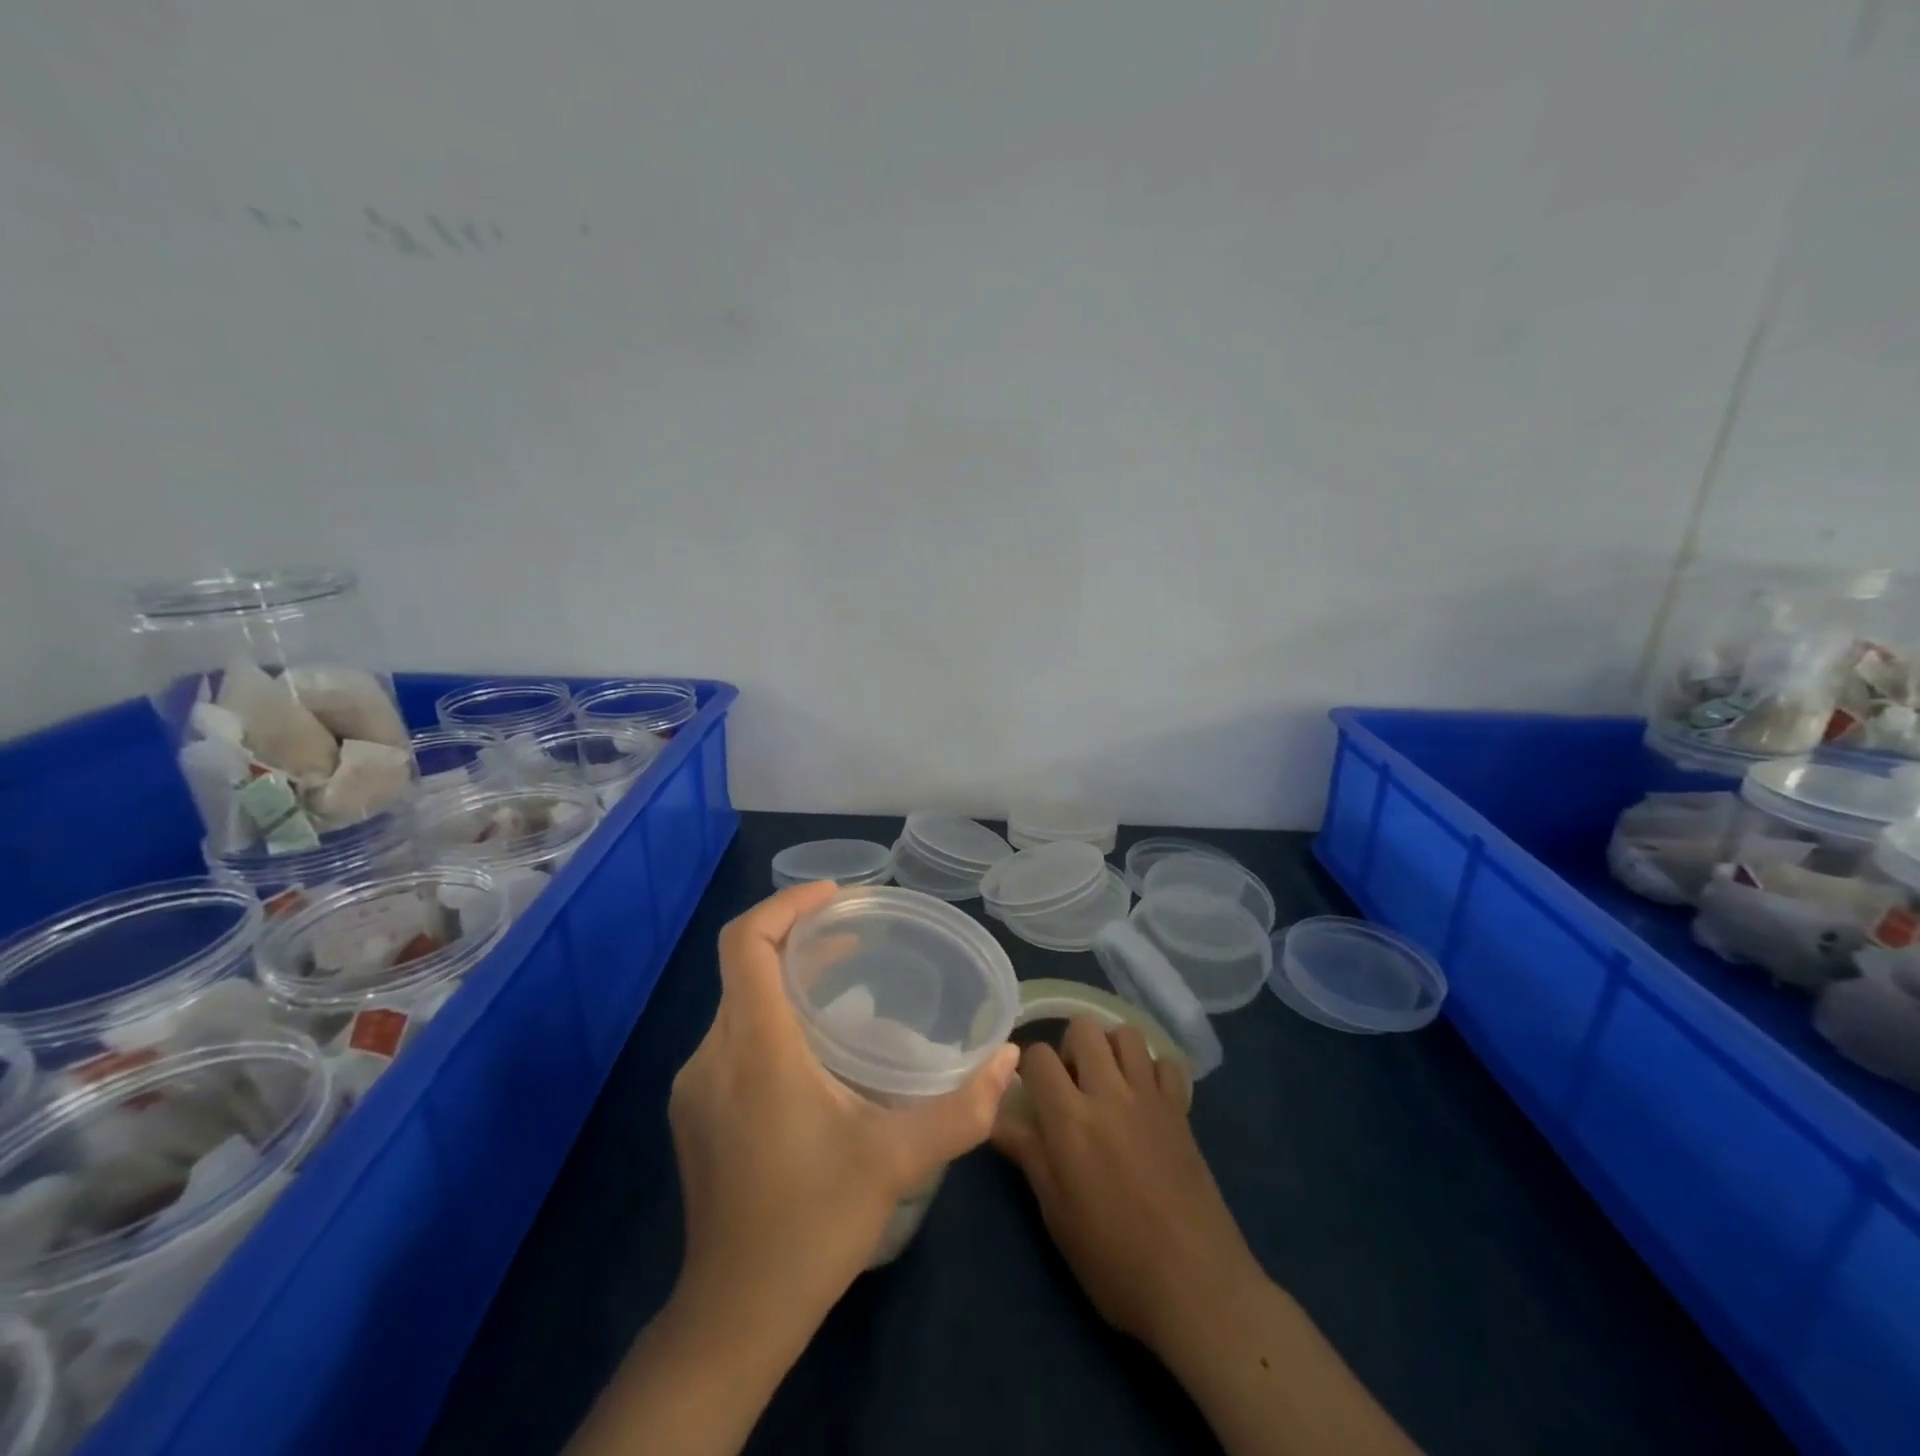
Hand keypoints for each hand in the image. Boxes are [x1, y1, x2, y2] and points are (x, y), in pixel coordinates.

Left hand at [670, 882, 1019, 1328]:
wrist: (732, 1316)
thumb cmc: (813, 1224)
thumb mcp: (897, 1161)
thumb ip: (963, 1108)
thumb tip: (1010, 1058)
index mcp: (756, 1048)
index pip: (747, 943)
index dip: (787, 905)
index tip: (838, 897)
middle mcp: (714, 1053)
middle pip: (745, 966)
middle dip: (799, 938)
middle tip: (858, 939)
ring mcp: (696, 1084)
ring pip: (738, 1001)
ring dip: (787, 979)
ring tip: (845, 985)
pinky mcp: (693, 1111)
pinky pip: (731, 1036)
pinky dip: (770, 1016)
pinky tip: (813, 1051)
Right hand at [991, 1016, 1255, 1355]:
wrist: (1197, 1287)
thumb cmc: (1115, 1261)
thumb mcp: (1057, 1215)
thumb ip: (1029, 1155)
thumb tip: (995, 1118)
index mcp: (1070, 1119)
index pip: (1038, 1056)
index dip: (1029, 1069)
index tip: (1031, 1092)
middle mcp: (1109, 1093)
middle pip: (1083, 1027)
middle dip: (1070, 1047)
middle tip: (1071, 1085)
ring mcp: (1150, 1097)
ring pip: (1126, 1033)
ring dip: (1111, 1048)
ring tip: (1107, 1083)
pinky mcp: (1182, 1109)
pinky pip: (1165, 1062)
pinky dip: (1152, 1069)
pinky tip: (1145, 1098)